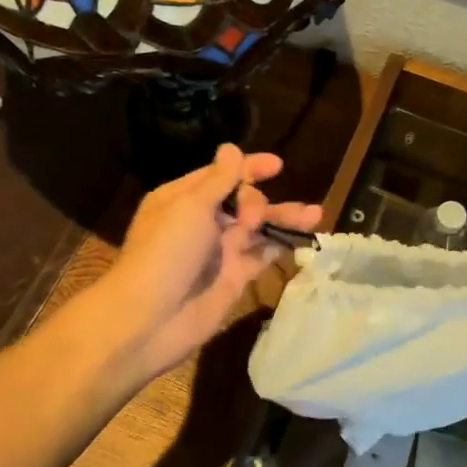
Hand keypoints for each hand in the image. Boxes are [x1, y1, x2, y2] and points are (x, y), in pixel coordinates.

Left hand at [96, 144, 322, 383]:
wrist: (150, 319)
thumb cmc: (166, 253)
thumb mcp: (190, 207)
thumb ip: (219, 180)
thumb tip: (231, 148)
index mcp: (183, 199)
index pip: (221, 175)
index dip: (249, 168)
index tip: (277, 165)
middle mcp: (202, 221)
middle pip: (243, 201)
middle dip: (259, 201)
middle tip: (252, 220)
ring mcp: (220, 251)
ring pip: (259, 228)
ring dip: (284, 219)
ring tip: (317, 214)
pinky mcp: (235, 277)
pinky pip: (263, 256)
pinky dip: (282, 246)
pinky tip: (305, 239)